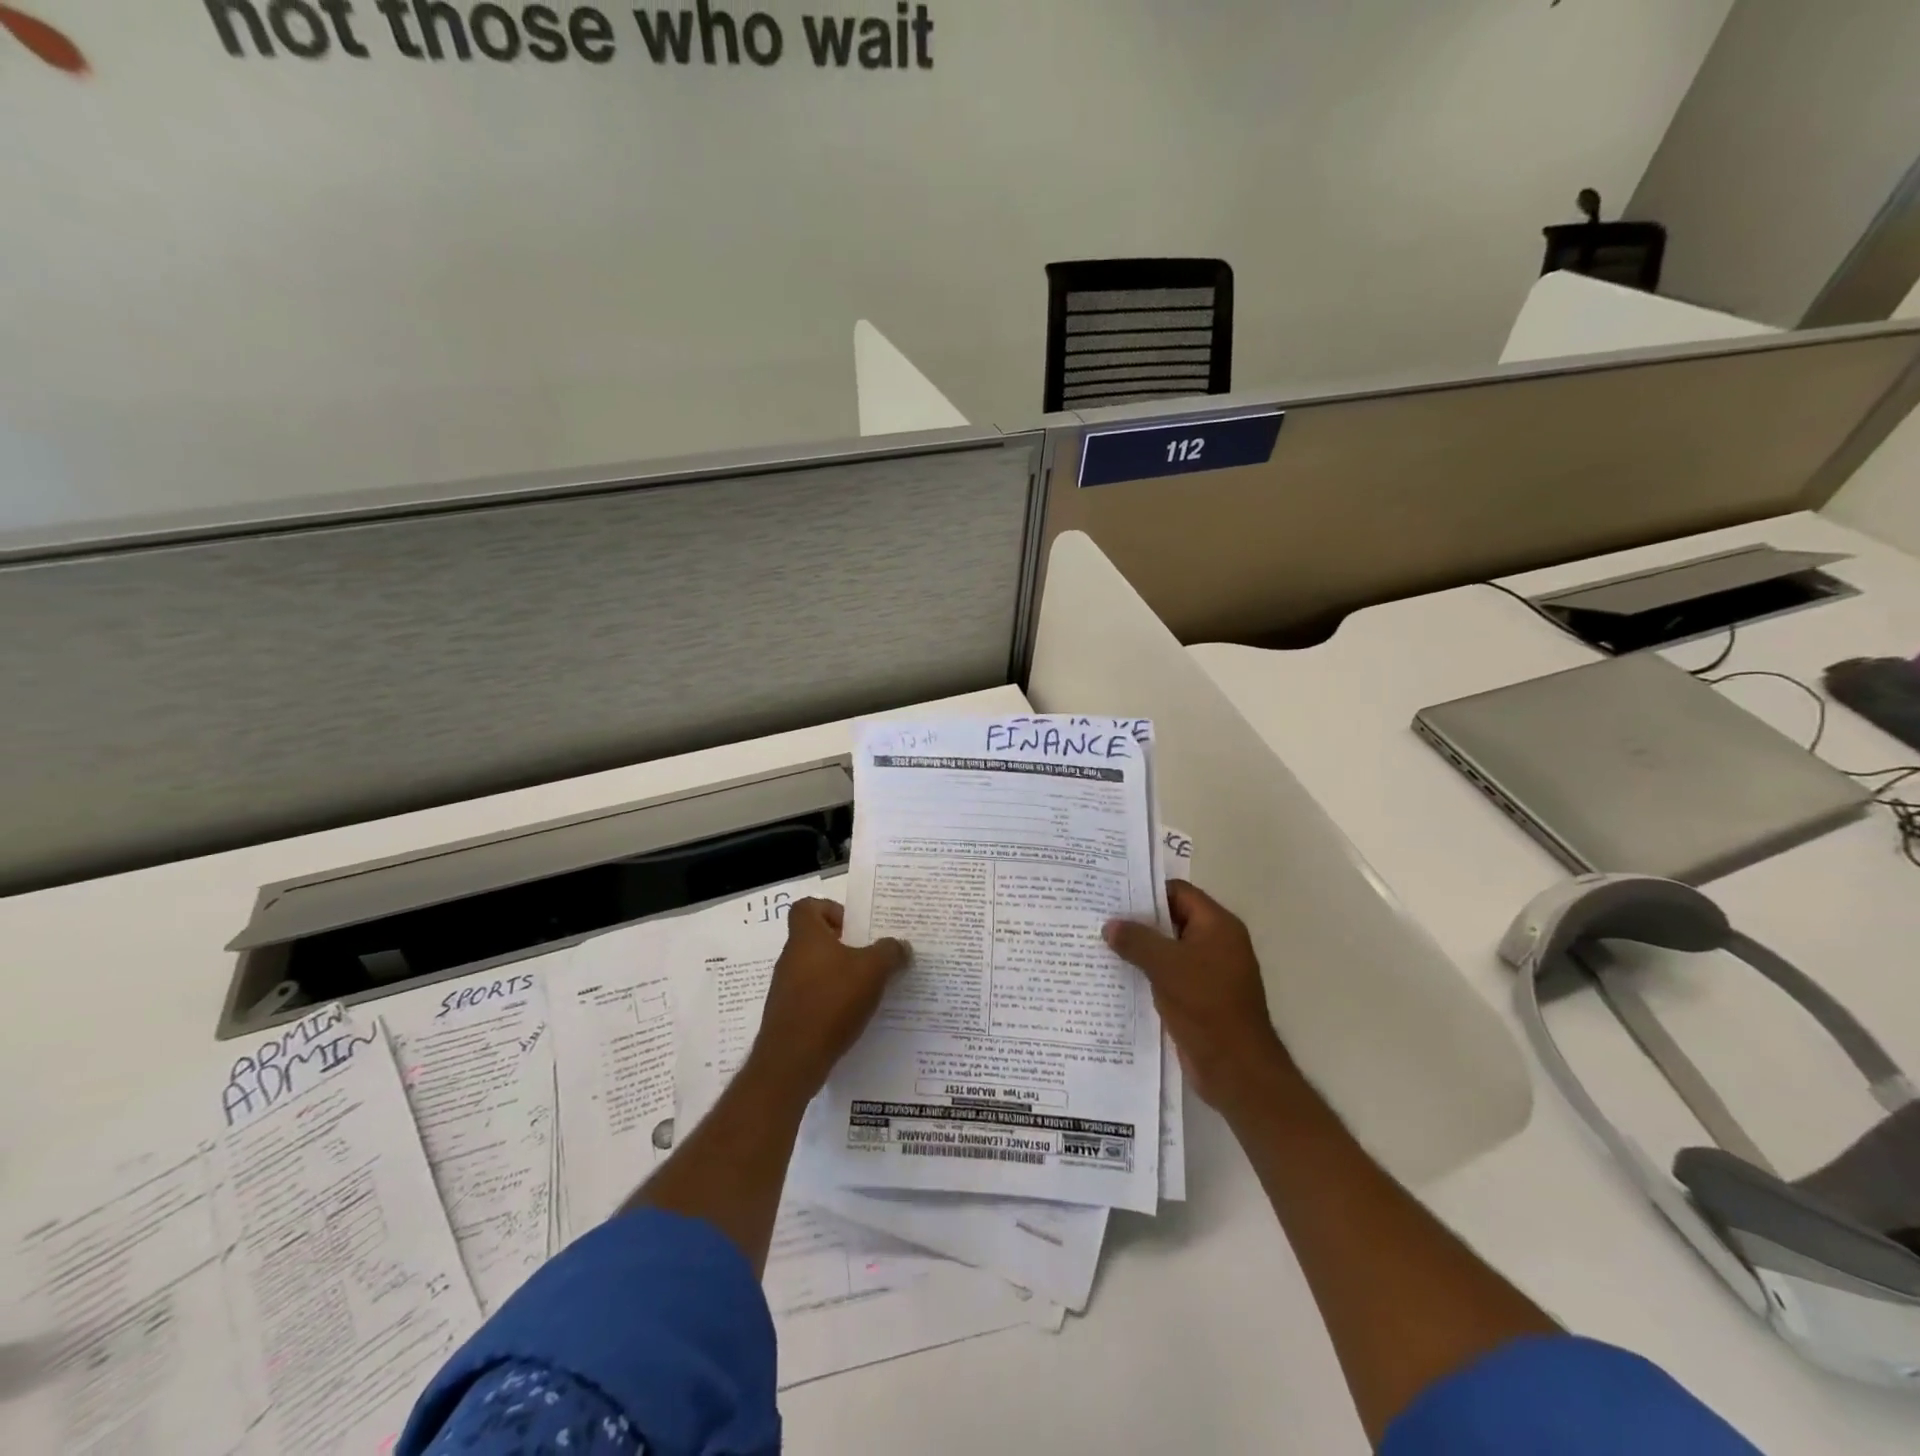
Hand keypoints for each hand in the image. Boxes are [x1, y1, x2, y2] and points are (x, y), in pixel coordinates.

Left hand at [746, 898, 909, 1096]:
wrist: (792, 1059)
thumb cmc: (831, 1001)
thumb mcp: (873, 970)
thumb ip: (890, 952)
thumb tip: (900, 946)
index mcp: (806, 937)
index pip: (807, 906)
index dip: (830, 909)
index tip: (853, 927)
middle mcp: (790, 958)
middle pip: (815, 939)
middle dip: (843, 946)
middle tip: (870, 958)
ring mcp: (785, 988)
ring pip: (814, 970)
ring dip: (838, 975)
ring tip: (867, 989)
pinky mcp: (787, 1015)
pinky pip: (812, 997)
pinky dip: (830, 1001)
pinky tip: (852, 1016)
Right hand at [1105, 881, 1296, 1114]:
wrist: (1237, 1068)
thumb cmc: (1206, 1005)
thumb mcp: (1166, 966)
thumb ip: (1136, 941)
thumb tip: (1110, 925)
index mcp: (1218, 926)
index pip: (1179, 893)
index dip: (1147, 891)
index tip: (1113, 895)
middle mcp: (1217, 943)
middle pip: (1173, 919)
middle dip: (1139, 921)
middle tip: (1101, 918)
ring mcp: (1210, 971)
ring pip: (1169, 949)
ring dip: (1141, 949)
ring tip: (1103, 945)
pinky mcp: (1201, 997)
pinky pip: (1170, 974)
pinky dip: (1149, 973)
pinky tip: (1119, 976)